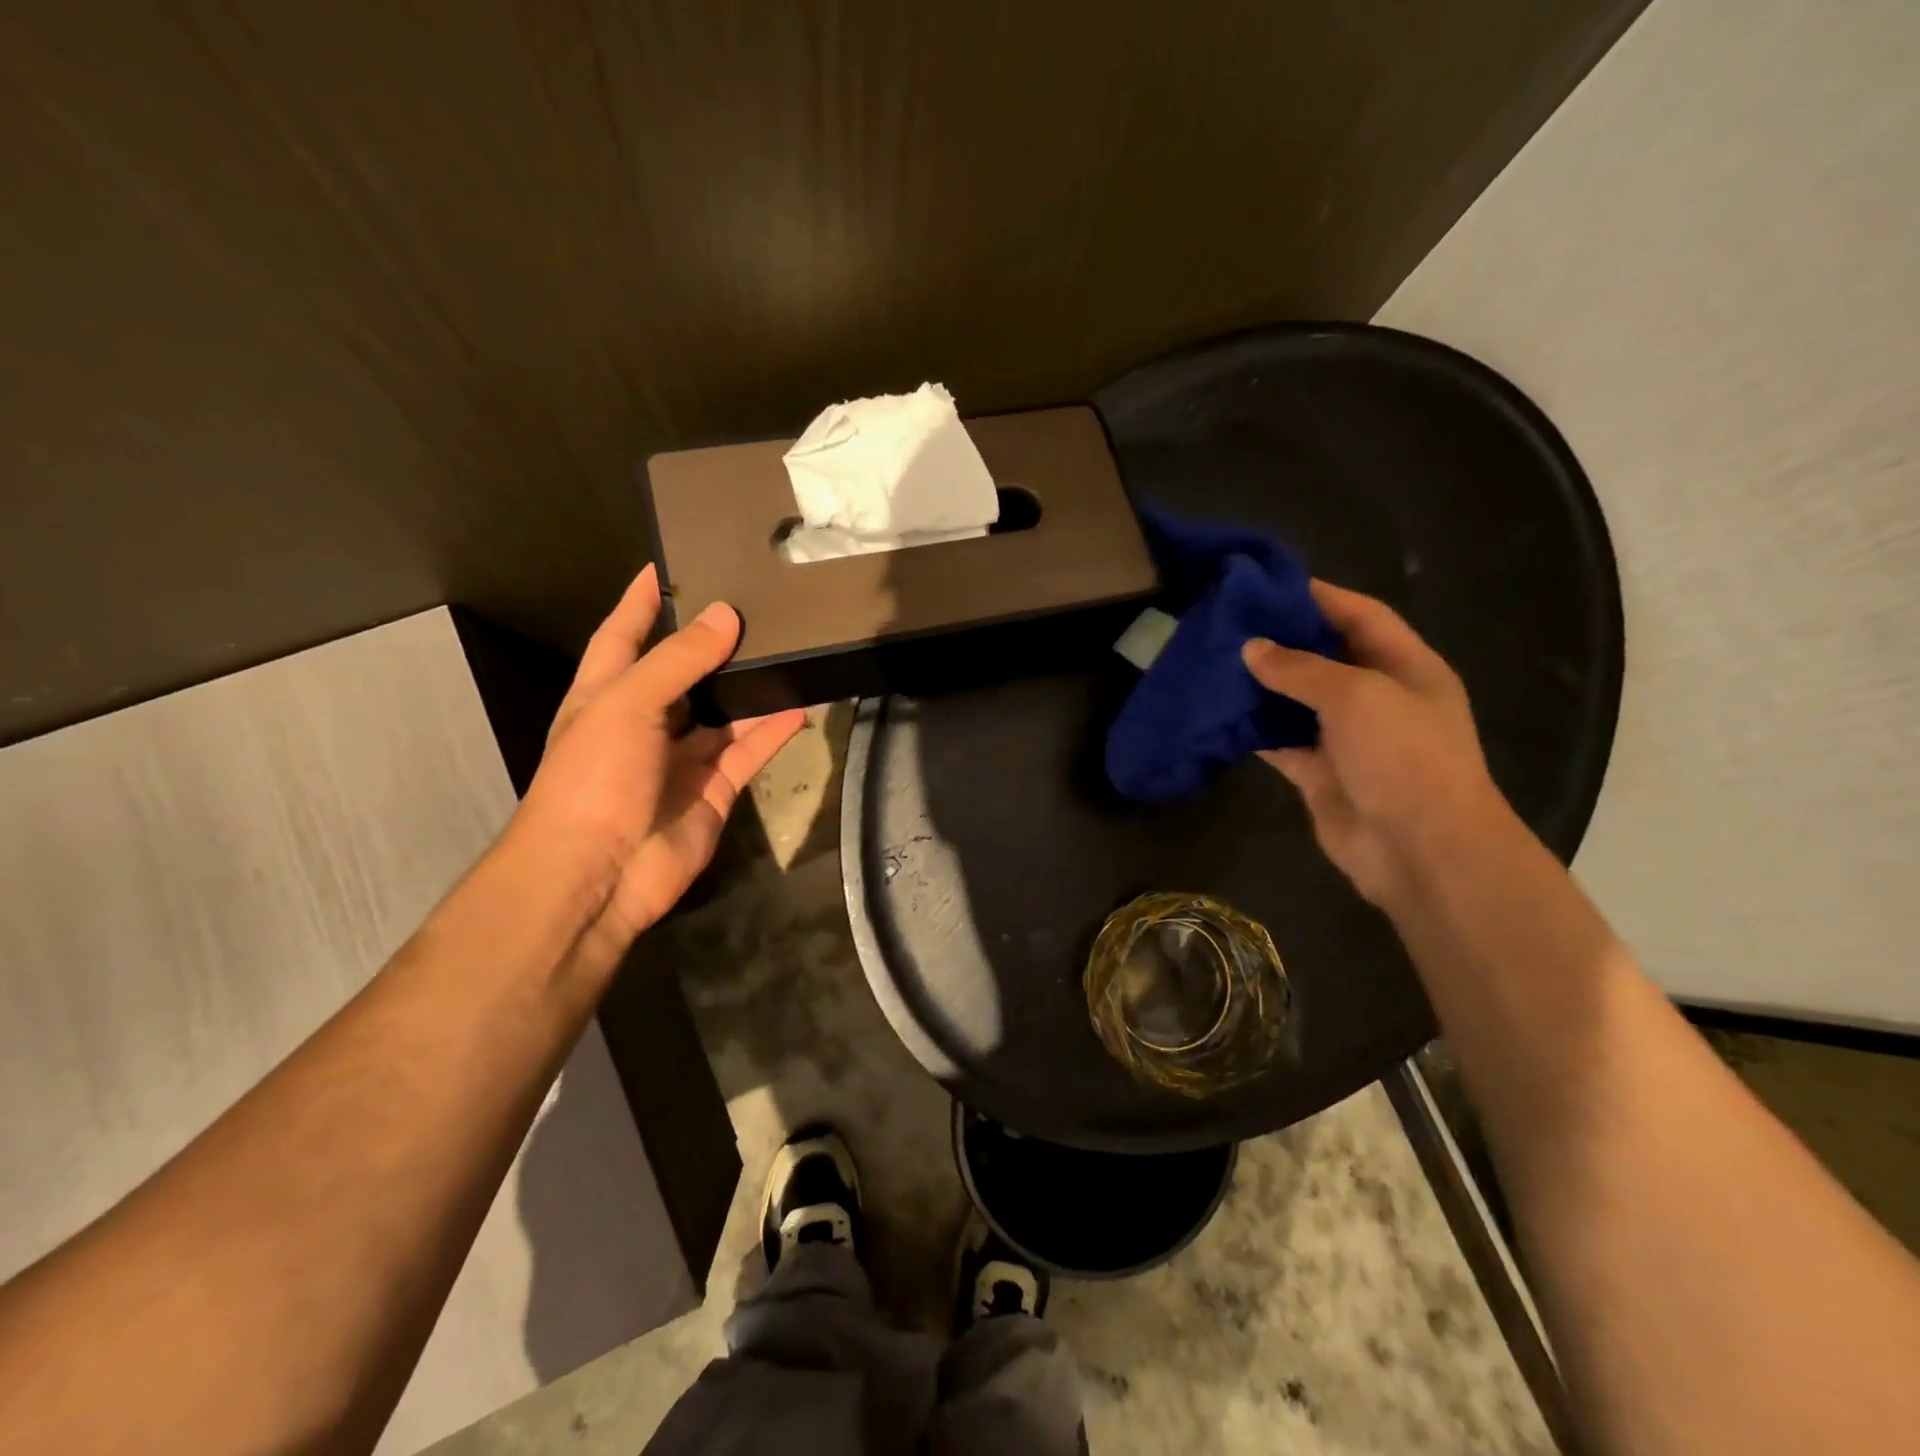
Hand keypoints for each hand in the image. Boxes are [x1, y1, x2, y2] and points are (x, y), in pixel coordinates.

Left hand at [510, 566, 804, 964]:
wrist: (599, 874)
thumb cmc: (594, 777)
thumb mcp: (628, 705)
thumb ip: (679, 661)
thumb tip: (726, 616)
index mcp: (605, 696)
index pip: (622, 635)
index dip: (640, 602)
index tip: (664, 566)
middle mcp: (643, 724)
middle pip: (681, 673)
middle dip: (710, 644)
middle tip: (752, 605)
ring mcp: (680, 759)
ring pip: (722, 713)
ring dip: (748, 688)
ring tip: (786, 650)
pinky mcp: (713, 790)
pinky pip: (747, 752)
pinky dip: (771, 732)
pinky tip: (799, 708)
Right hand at [1241, 580, 1506, 909]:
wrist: (1421, 851)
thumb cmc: (1403, 757)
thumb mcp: (1356, 696)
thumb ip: (1301, 668)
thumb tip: (1251, 648)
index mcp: (1406, 667)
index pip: (1360, 616)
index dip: (1319, 596)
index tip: (1267, 583)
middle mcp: (1377, 698)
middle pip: (1324, 657)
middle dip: (1281, 640)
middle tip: (1228, 623)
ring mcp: (1348, 738)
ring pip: (1296, 701)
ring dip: (1261, 685)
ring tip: (1214, 661)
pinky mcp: (1320, 773)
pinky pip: (1281, 742)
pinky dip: (1254, 729)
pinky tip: (1219, 713)